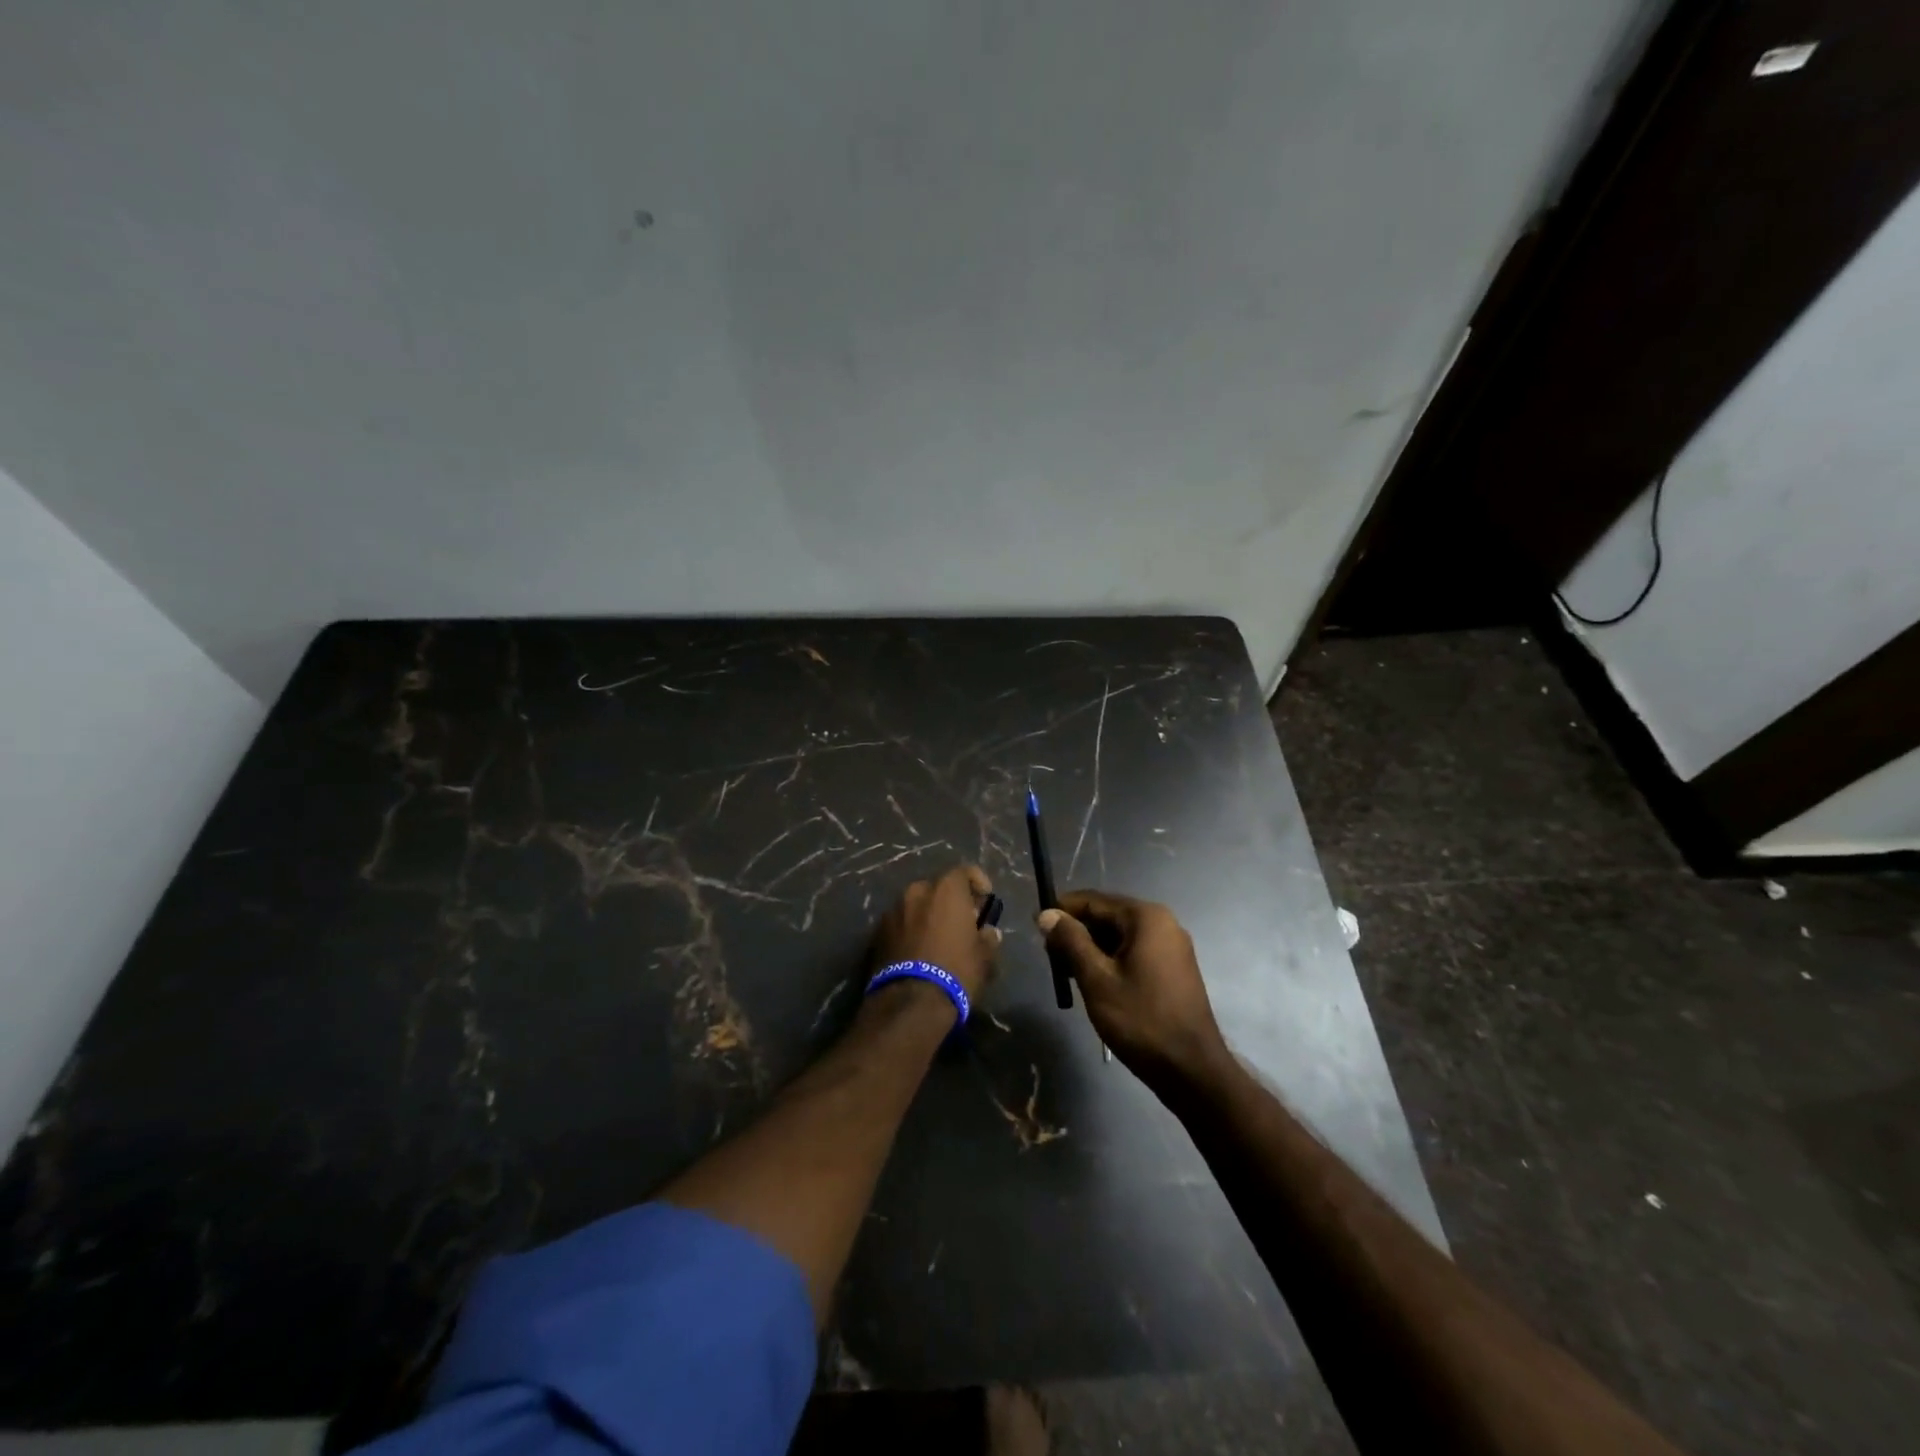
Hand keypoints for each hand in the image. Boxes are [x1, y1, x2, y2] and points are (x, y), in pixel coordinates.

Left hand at [871, 864, 1001, 1002]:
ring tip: (937, 938)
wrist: (910, 1001)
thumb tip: (989, 932)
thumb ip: (988, 939)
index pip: (965, 871)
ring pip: (916, 905)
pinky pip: (900, 922)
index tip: (985, 898)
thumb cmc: (956, 971)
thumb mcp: (983, 957)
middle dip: (950, 901)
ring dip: (927, 914)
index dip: (977, 882)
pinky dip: (910, 929)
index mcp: (946, 890)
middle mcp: (917, 891)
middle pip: (938, 888)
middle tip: (961, 921)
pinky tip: (917, 950)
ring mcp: (894, 910)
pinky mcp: (877, 931)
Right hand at [1038, 890, 1228, 1092]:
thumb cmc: (1141, 1020)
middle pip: (1107, 916)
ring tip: (1066, 973)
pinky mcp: (1174, 968)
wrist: (1192, 1070)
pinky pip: (1134, 952)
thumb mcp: (1097, 979)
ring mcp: (1171, 946)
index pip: (1093, 900)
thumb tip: (1047, 914)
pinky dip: (1111, 960)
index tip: (1036, 926)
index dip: (1062, 910)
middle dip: (1076, 932)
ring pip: (1120, 936)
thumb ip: (1070, 941)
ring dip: (1091, 949)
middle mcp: (1162, 922)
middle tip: (1049, 957)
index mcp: (1145, 917)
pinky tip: (1093, 981)